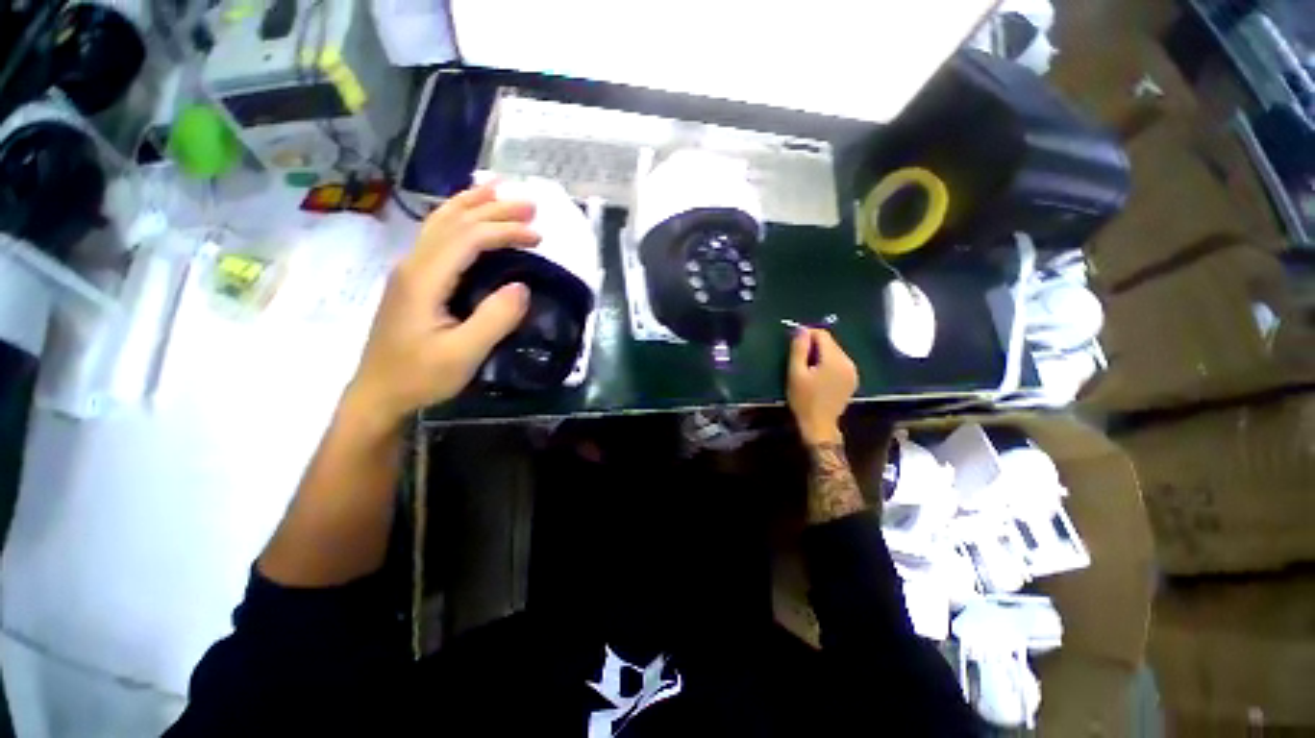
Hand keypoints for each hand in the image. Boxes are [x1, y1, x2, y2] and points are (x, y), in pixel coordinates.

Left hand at [344, 183, 540, 425]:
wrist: (379, 393)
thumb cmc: (420, 376)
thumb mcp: (463, 354)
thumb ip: (494, 319)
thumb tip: (523, 286)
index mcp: (424, 278)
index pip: (468, 237)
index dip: (504, 231)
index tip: (537, 236)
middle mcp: (413, 264)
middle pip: (452, 221)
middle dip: (492, 208)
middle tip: (529, 204)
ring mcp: (409, 270)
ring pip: (440, 223)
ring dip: (472, 205)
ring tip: (499, 192)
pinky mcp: (413, 281)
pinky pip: (437, 237)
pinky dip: (458, 219)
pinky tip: (469, 218)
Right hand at [787, 329, 858, 444]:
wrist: (819, 425)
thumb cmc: (804, 399)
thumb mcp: (795, 373)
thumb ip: (799, 349)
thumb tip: (801, 329)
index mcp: (834, 360)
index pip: (822, 334)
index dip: (807, 334)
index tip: (794, 344)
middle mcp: (848, 362)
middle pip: (830, 342)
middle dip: (814, 345)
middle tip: (798, 358)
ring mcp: (852, 371)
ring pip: (835, 352)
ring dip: (821, 354)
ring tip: (807, 368)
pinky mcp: (852, 379)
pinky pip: (839, 362)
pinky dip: (828, 363)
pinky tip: (818, 375)